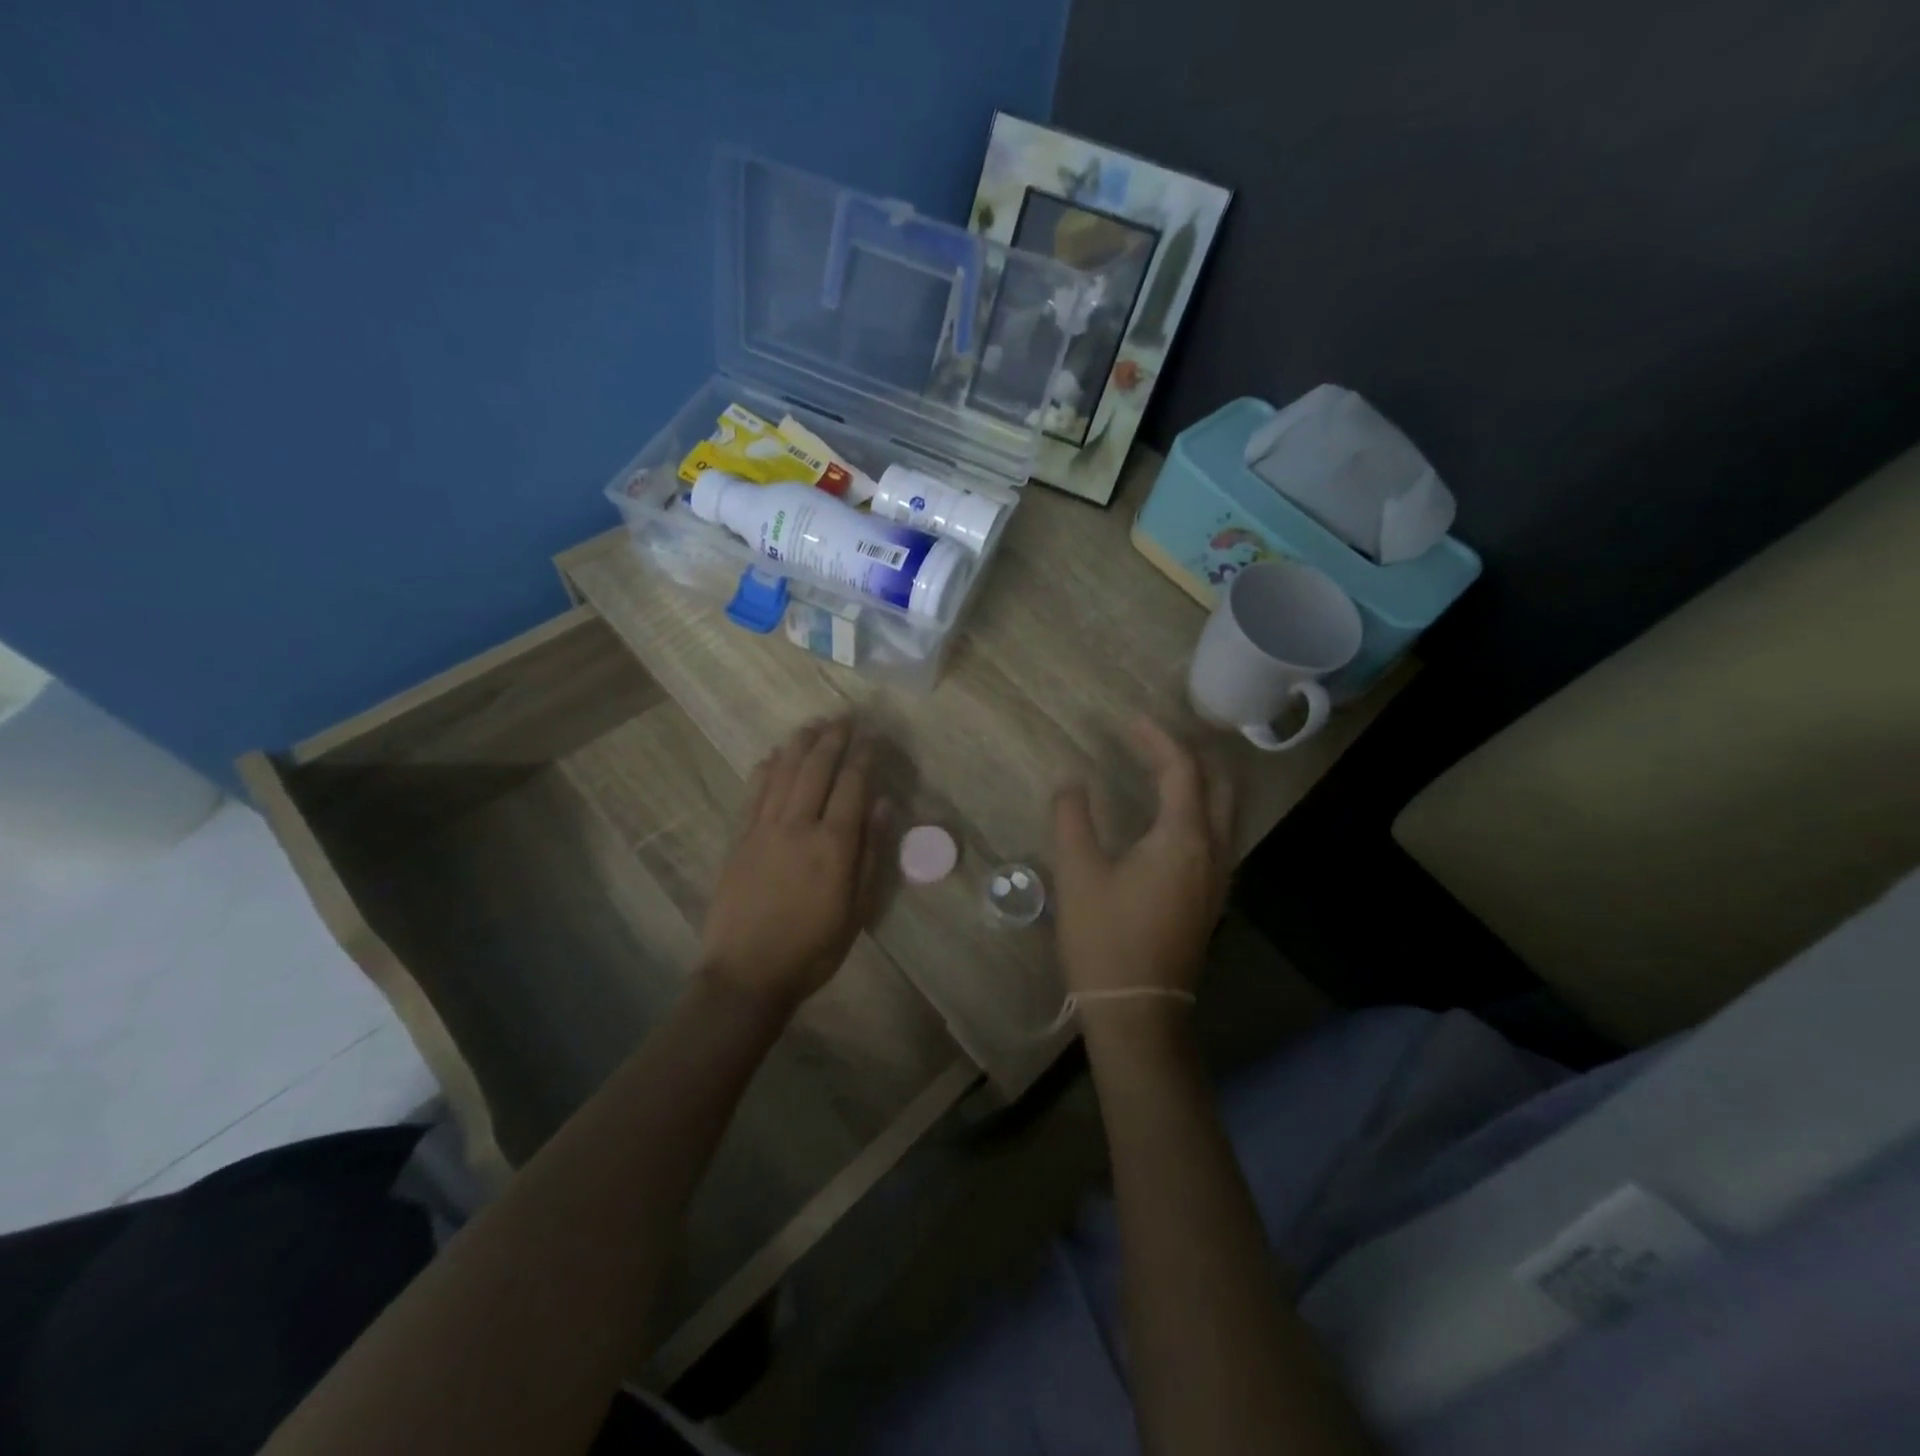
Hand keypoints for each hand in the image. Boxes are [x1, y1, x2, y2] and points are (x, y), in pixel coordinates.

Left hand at [701, 719, 882, 1008]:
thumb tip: (882, 804)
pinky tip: (774, 754)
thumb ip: (870, 853)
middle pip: (816, 768)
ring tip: (814, 724)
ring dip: (800, 744)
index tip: (872, 736)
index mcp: (833, 844)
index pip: (852, 784)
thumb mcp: (857, 909)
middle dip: (833, 738)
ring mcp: (764, 828)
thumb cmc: (813, 947)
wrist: (747, 972)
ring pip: (783, 772)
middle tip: (845, 717)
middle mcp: (798, 826)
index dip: (864, 755)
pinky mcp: (740, 838)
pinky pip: (754, 792)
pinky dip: (766, 768)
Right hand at [1052, 717, 1234, 998]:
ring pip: (1225, 811)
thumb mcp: (1078, 872)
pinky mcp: (1212, 897)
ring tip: (1164, 767)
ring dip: (1201, 781)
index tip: (1131, 720)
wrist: (1138, 1011)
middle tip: (1154, 740)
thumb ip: (1072, 817)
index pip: (1181, 769)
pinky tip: (1172, 817)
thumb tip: (1070, 779)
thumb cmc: (1105, 938)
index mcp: (1182, 838)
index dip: (1157, 738)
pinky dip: (1201, 809)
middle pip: (1218, 785)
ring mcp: (1219, 877)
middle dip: (1191, 754)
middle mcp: (1213, 851)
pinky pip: (1218, 835)